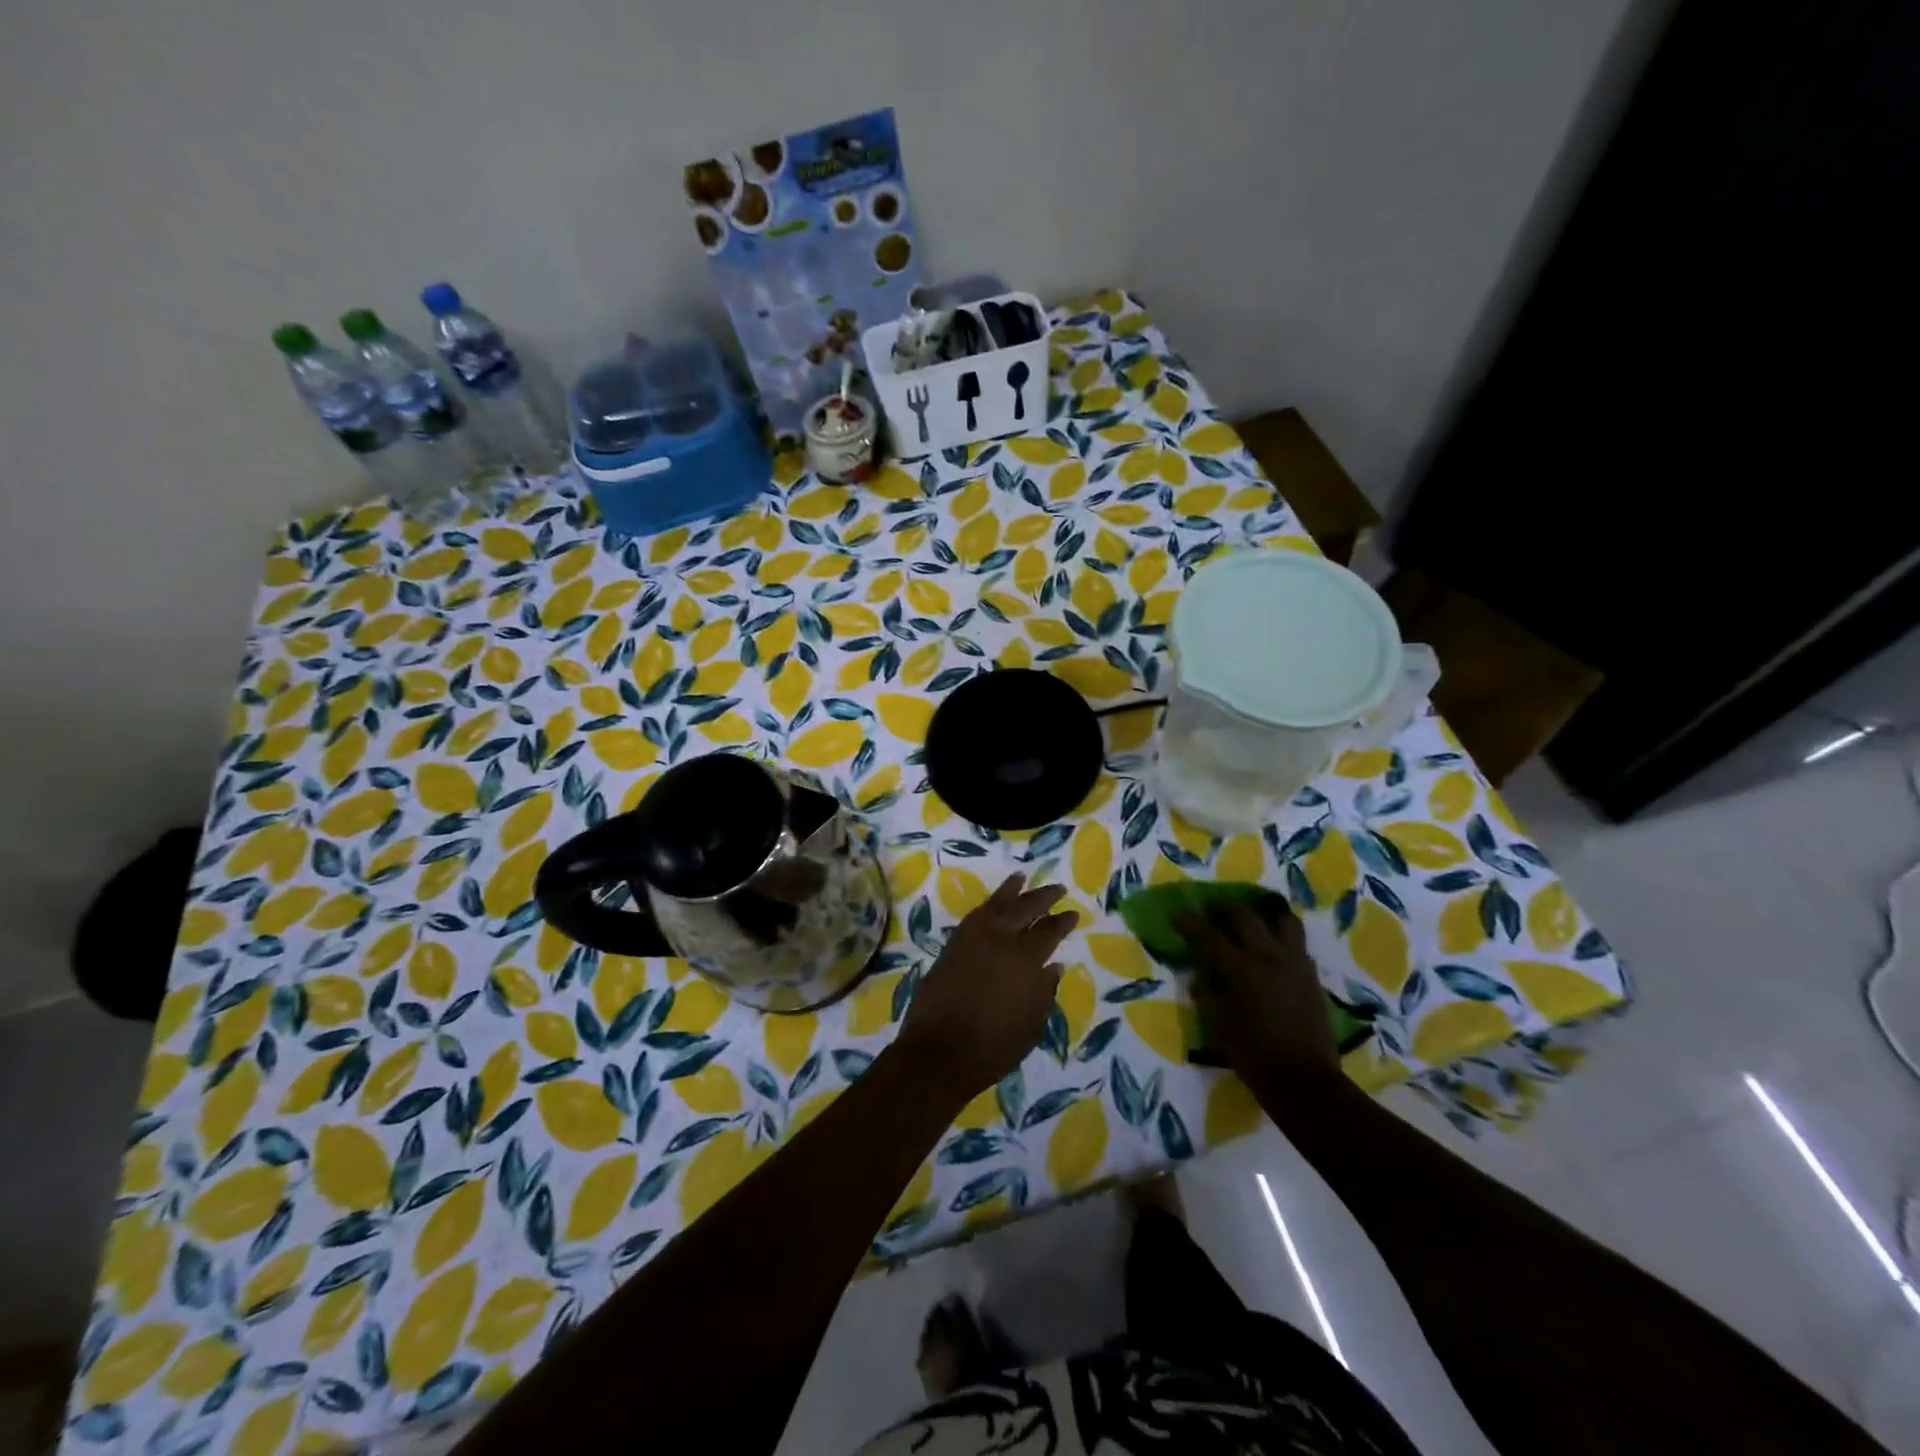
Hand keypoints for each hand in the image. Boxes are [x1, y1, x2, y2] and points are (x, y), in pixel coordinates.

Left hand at [893, 874, 1076, 1103]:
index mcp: (1025, 959)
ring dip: (1011, 890)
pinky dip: (987, 905)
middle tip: (1057, 888)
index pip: (1049, 932)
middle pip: (1024, 909)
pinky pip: (974, 915)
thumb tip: (1053, 968)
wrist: (939, 1052)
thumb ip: (1044, 993)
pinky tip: (992, 904)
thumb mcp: (1032, 1026)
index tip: (1073, 913)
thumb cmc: (994, 1046)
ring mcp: (972, 939)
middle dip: (1042, 897)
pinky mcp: (952, 945)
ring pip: (996, 905)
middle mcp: (1000, 940)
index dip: (1062, 921)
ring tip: (1022, 877)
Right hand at [1181, 900, 1340, 1084]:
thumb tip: (1204, 973)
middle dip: (1226, 909)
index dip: (1190, 923)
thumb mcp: (1219, 1024)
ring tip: (1255, 921)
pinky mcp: (1312, 977)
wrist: (1305, 1082)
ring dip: (1266, 915)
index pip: (1209, 936)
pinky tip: (1275, 951)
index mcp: (1241, 970)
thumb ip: (1210, 992)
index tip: (1177, 914)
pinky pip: (1298, 945)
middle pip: (1246, 916)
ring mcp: (1295, 964)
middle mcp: (1269, 958)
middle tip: (1214, 911)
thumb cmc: (1254, 1056)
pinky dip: (1283, 940)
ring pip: (1284, 921)